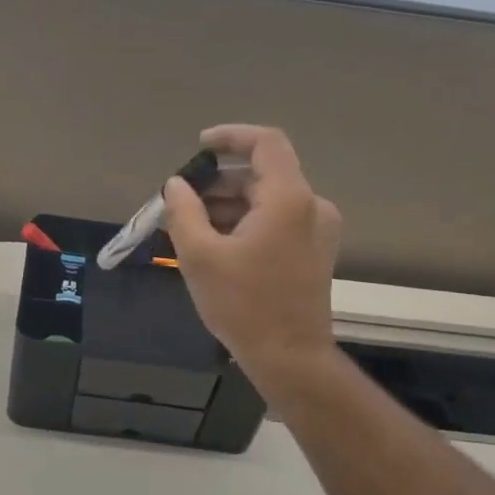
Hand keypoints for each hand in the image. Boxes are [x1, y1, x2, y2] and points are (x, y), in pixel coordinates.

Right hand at [163, 124, 341, 377]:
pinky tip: (215, 245)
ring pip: (267, 200)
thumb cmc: (244, 306)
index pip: (265, 143)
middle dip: (218, 182)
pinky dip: (246, 222)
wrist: (290, 358)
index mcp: (289, 199)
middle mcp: (311, 206)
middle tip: (181, 202)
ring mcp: (318, 230)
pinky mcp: (314, 251)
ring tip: (190, 227)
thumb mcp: (200, 256)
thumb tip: (177, 186)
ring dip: (229, 205)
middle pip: (262, 174)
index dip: (230, 136)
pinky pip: (276, 221)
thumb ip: (184, 211)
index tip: (199, 147)